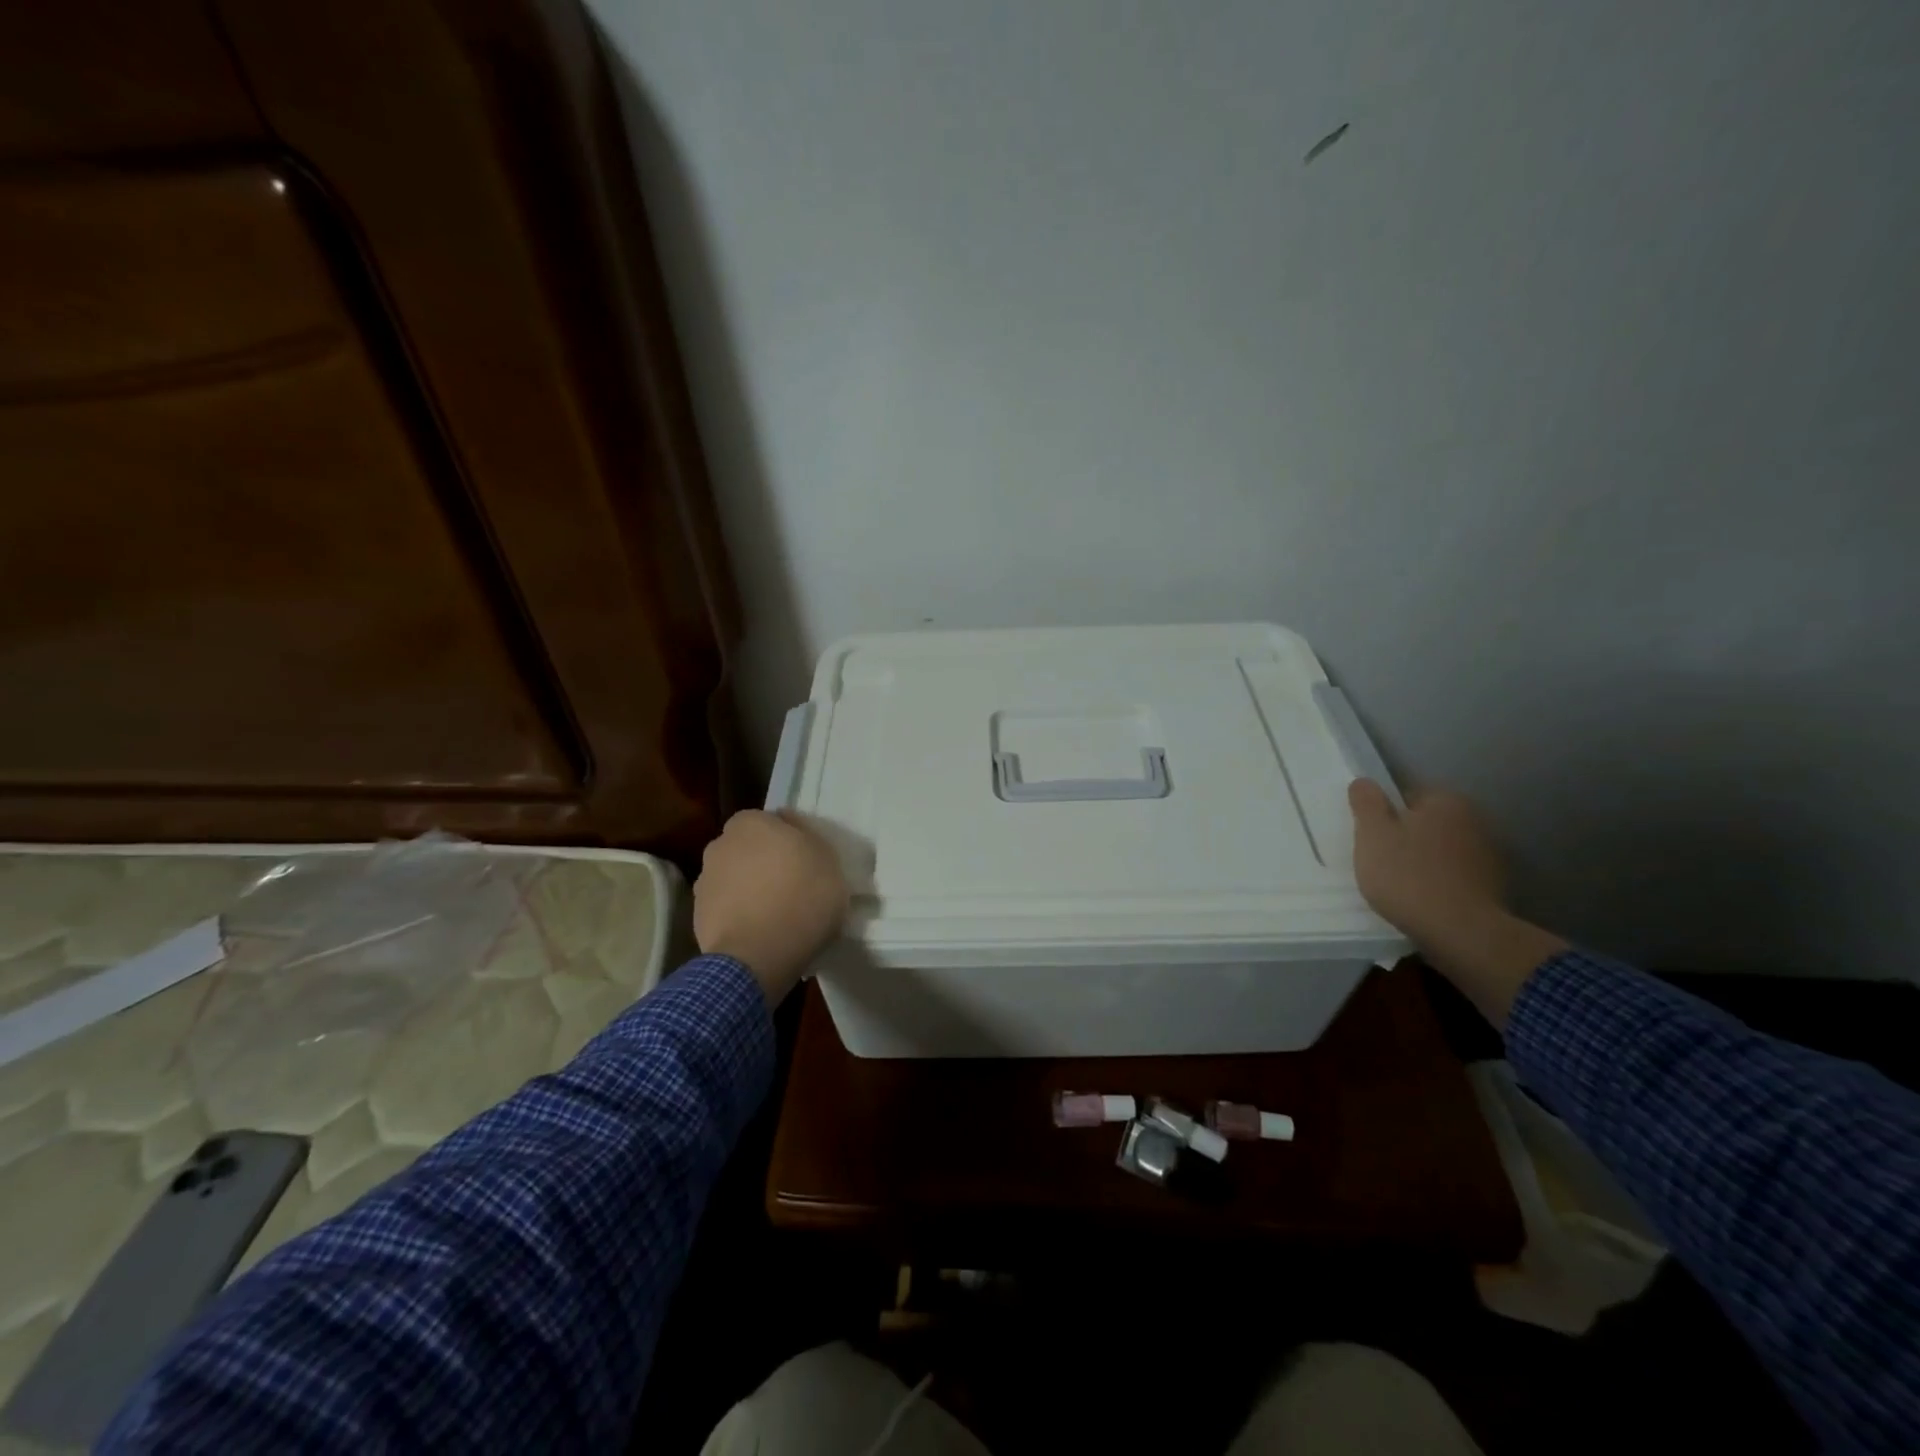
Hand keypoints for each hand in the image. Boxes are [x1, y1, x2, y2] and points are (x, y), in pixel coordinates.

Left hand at [694, 810, 848, 1006]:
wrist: (759, 955)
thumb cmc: (802, 897)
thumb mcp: (828, 859)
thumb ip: (808, 838)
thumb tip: (790, 828)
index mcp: (750, 823)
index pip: (770, 822)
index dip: (788, 840)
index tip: (805, 862)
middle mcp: (720, 845)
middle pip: (748, 849)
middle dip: (764, 862)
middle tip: (791, 885)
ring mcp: (704, 882)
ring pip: (735, 879)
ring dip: (749, 890)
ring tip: (776, 915)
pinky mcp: (697, 917)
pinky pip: (726, 909)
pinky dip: (740, 916)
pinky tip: (761, 933)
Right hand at [1348, 782, 1505, 948]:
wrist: (1462, 933)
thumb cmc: (1408, 876)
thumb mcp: (1372, 834)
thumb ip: (1366, 803)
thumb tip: (1364, 782)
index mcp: (1446, 801)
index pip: (1407, 796)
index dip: (1384, 815)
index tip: (1372, 838)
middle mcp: (1475, 820)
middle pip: (1426, 823)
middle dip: (1406, 838)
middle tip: (1381, 862)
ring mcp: (1489, 855)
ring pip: (1442, 850)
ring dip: (1424, 862)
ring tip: (1401, 886)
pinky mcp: (1494, 887)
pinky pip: (1455, 876)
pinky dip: (1440, 884)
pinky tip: (1424, 901)